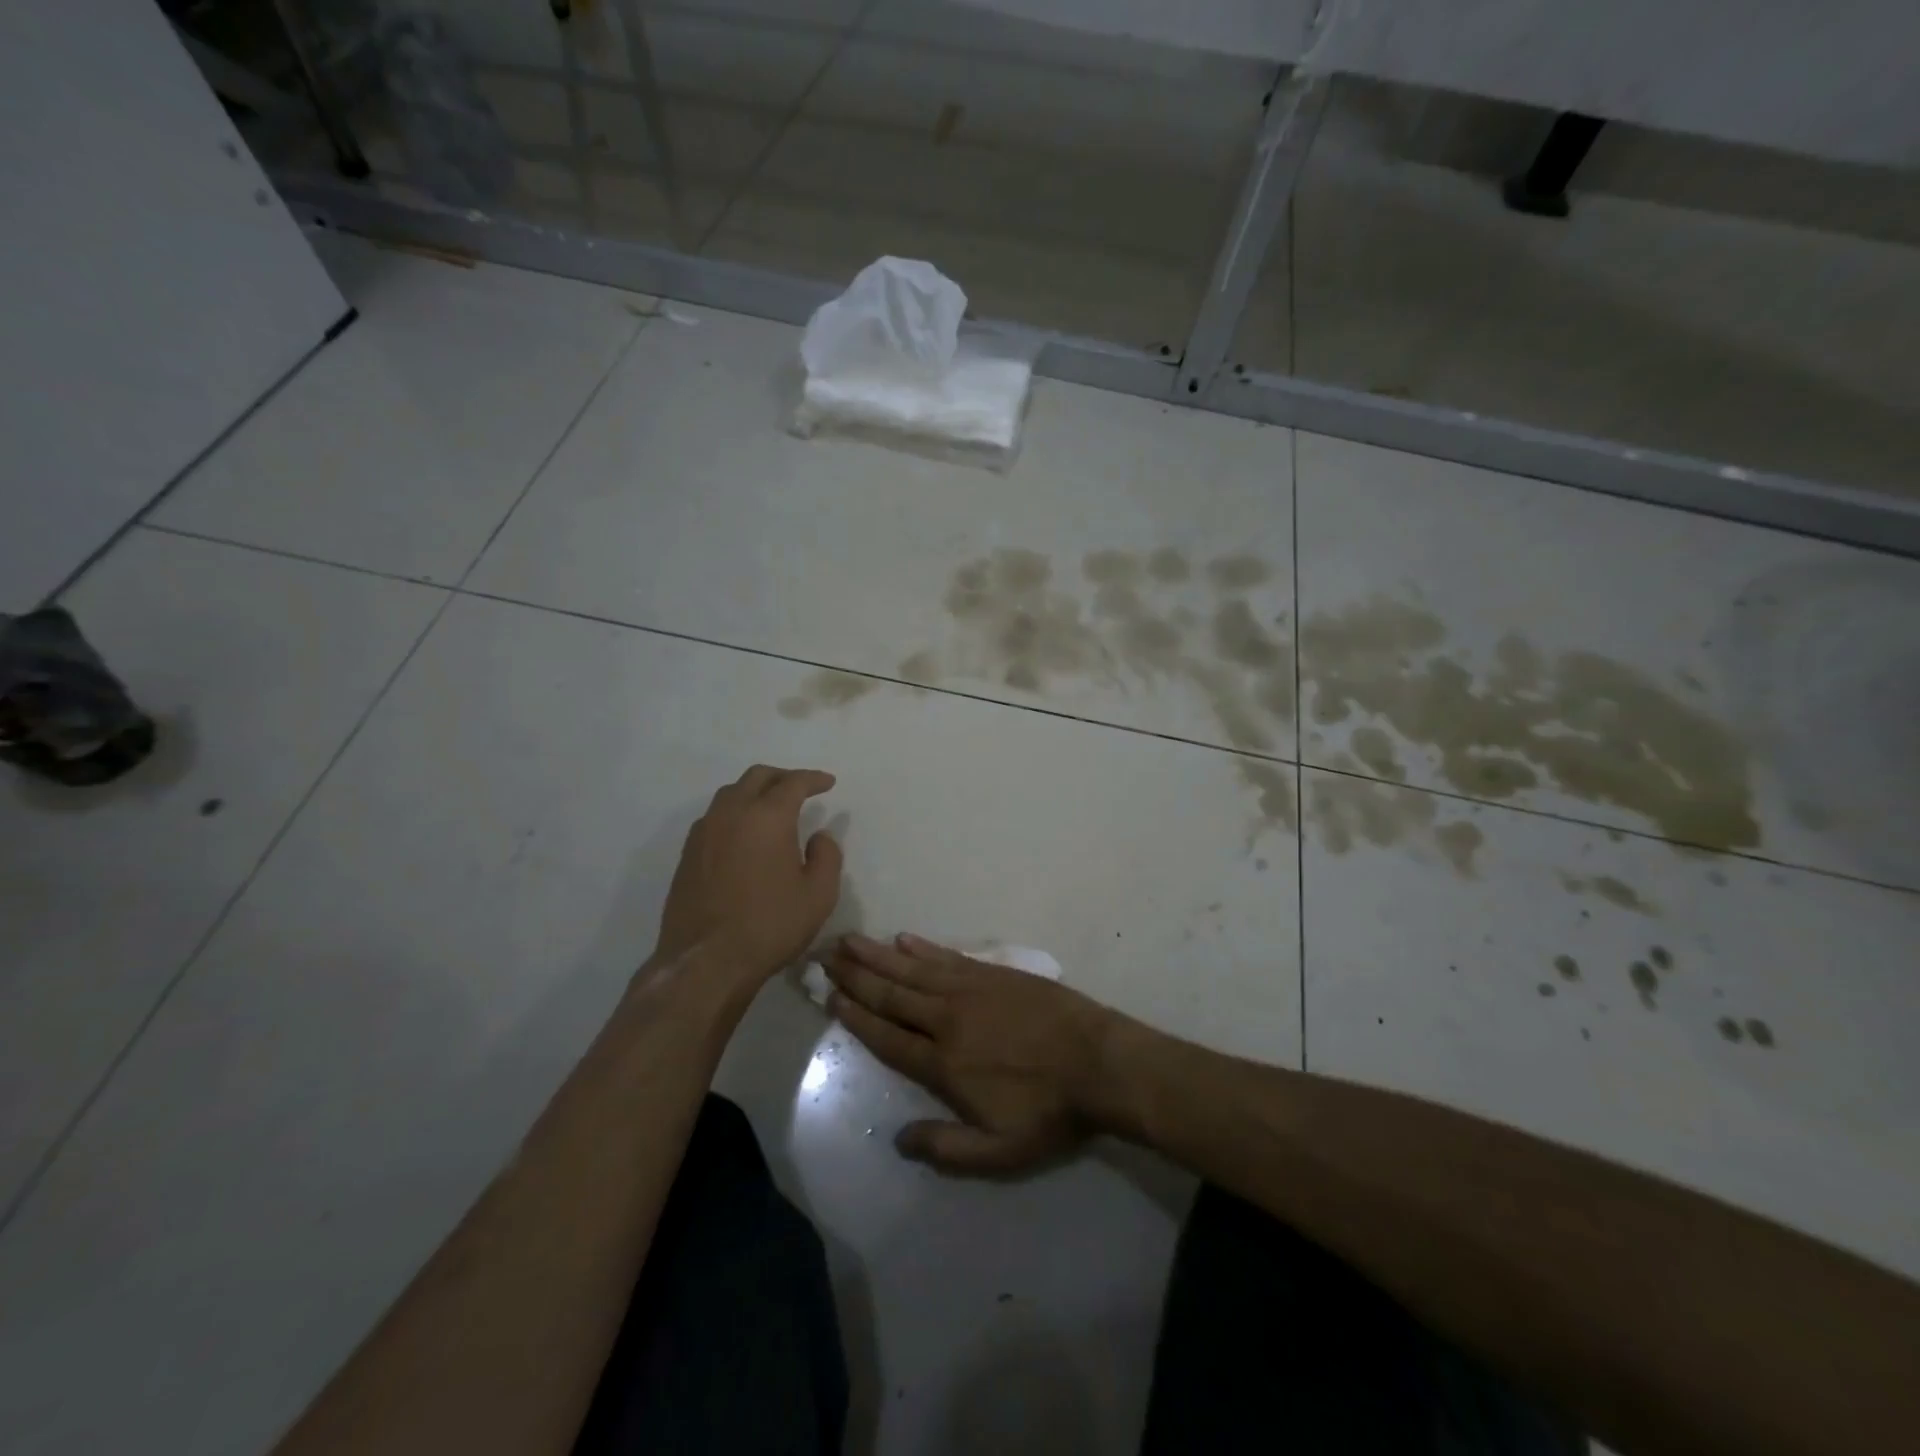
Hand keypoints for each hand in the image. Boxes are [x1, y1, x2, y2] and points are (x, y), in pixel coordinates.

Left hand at [655, 765, 841, 984]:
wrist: (706, 962)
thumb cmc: (770, 925)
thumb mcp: (819, 894)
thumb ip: (827, 856)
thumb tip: (819, 836)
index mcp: (767, 817)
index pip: (793, 783)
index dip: (814, 779)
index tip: (828, 783)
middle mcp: (732, 813)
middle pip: (757, 777)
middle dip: (783, 777)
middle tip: (801, 788)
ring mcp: (704, 832)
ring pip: (731, 794)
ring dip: (754, 792)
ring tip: (772, 807)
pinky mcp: (687, 854)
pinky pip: (714, 817)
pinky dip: (735, 812)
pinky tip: (744, 834)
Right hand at [826, 933, 1116, 1174]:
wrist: (1100, 1063)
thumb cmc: (1049, 1111)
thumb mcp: (1000, 1152)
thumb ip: (946, 1148)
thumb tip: (898, 1140)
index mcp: (944, 1063)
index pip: (888, 1036)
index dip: (857, 1017)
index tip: (831, 997)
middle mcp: (949, 1018)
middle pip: (893, 994)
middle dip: (856, 975)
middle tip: (825, 955)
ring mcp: (972, 989)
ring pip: (914, 969)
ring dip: (879, 955)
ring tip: (850, 940)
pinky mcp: (994, 973)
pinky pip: (949, 957)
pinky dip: (923, 947)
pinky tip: (904, 939)